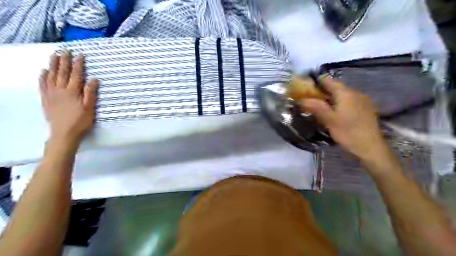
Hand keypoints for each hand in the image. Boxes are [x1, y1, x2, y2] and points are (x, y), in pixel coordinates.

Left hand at [39, 51, 98, 143]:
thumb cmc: (80, 121)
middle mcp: (60, 90)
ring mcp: (51, 94)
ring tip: (54, 55)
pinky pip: (42, 85)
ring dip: (53, 65)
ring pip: (51, 76)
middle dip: (64, 60)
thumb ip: (90, 93)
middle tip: (65, 50)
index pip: (76, 74)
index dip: (78, 64)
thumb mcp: (90, 108)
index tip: (80, 55)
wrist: (64, 133)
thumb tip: (94, 79)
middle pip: (62, 72)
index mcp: (73, 92)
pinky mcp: (45, 99)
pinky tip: (43, 71)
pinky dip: (42, 76)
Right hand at [300, 75, 387, 160]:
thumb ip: (315, 107)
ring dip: (330, 98)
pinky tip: (334, 112)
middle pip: (335, 88)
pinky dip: (339, 104)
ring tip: (320, 106)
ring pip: (342, 95)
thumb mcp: (329, 120)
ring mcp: (362, 101)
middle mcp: (355, 93)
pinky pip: (348, 101)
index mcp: (346, 93)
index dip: (316, 82)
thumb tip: (300, 99)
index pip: (328, 81)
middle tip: (310, 98)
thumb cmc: (348, 132)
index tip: (305, 86)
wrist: (370, 148)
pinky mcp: (365, 109)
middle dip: (322, 91)